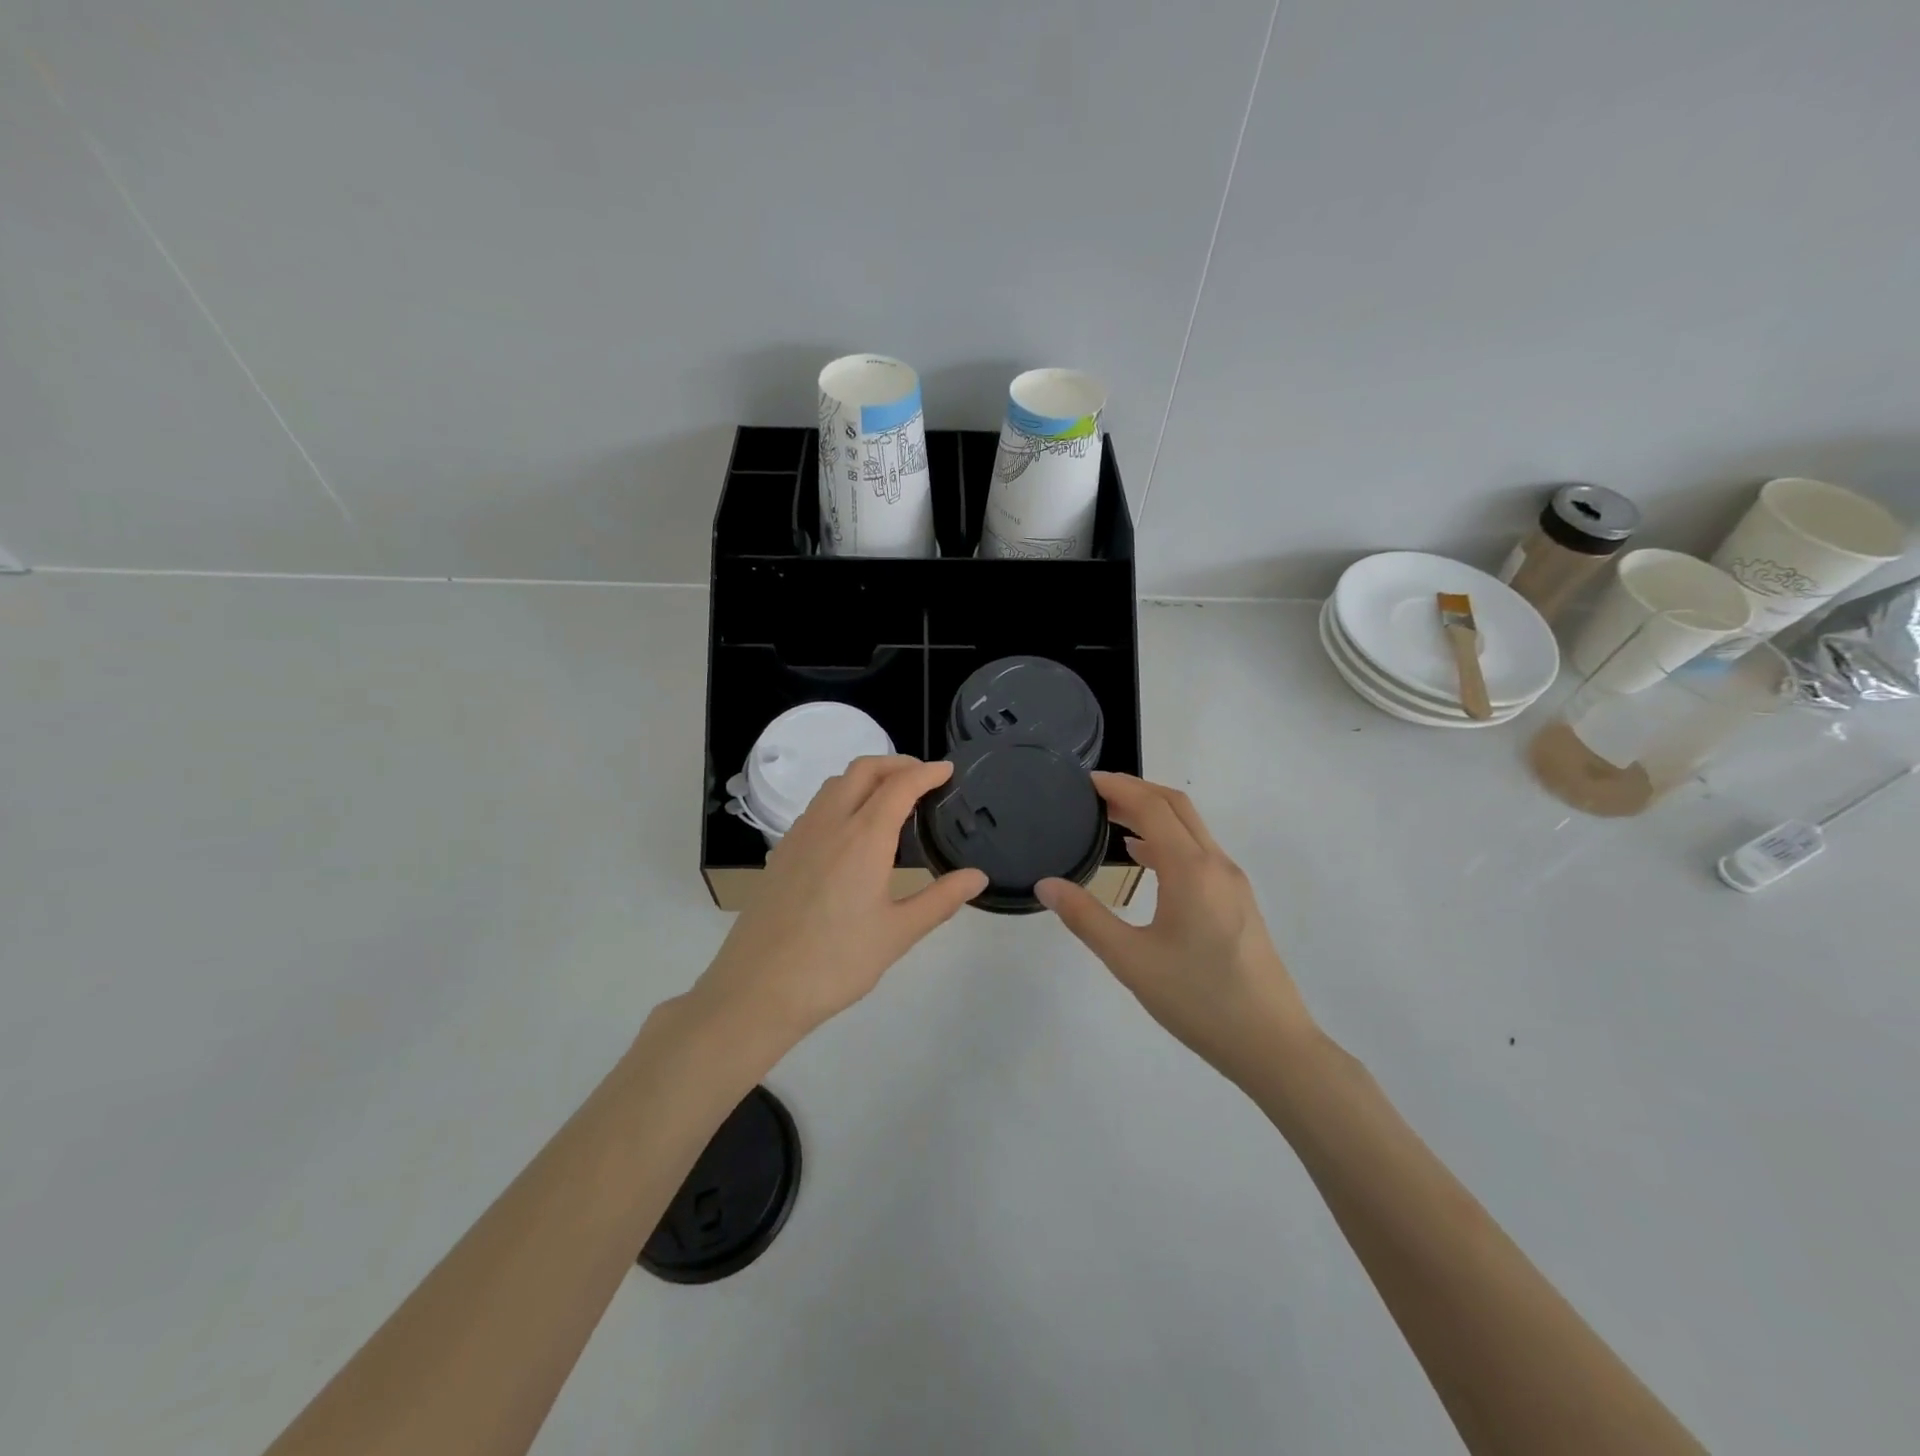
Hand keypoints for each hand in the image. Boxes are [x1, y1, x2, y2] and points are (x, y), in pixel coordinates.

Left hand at [689, 756, 987, 1052]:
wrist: (758, 988)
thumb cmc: (836, 963)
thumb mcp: (898, 934)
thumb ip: (941, 900)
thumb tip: (977, 876)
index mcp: (863, 838)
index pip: (900, 786)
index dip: (927, 772)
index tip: (947, 770)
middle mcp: (830, 824)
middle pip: (863, 770)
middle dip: (896, 764)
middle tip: (923, 778)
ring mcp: (800, 835)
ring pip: (835, 784)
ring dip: (867, 777)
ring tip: (890, 798)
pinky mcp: (782, 852)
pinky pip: (817, 806)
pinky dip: (843, 797)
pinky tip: (852, 830)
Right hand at [1037, 774, 1315, 1084]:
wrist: (1272, 1044)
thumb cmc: (1198, 1000)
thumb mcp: (1131, 961)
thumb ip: (1086, 918)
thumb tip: (1047, 885)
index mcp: (1191, 869)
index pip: (1151, 807)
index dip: (1118, 787)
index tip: (1084, 782)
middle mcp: (1216, 864)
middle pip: (1176, 806)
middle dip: (1136, 791)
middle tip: (1095, 794)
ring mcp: (1232, 883)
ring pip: (1191, 829)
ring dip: (1153, 815)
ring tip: (1112, 820)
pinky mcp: (1238, 902)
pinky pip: (1199, 853)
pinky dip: (1168, 840)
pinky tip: (1145, 860)